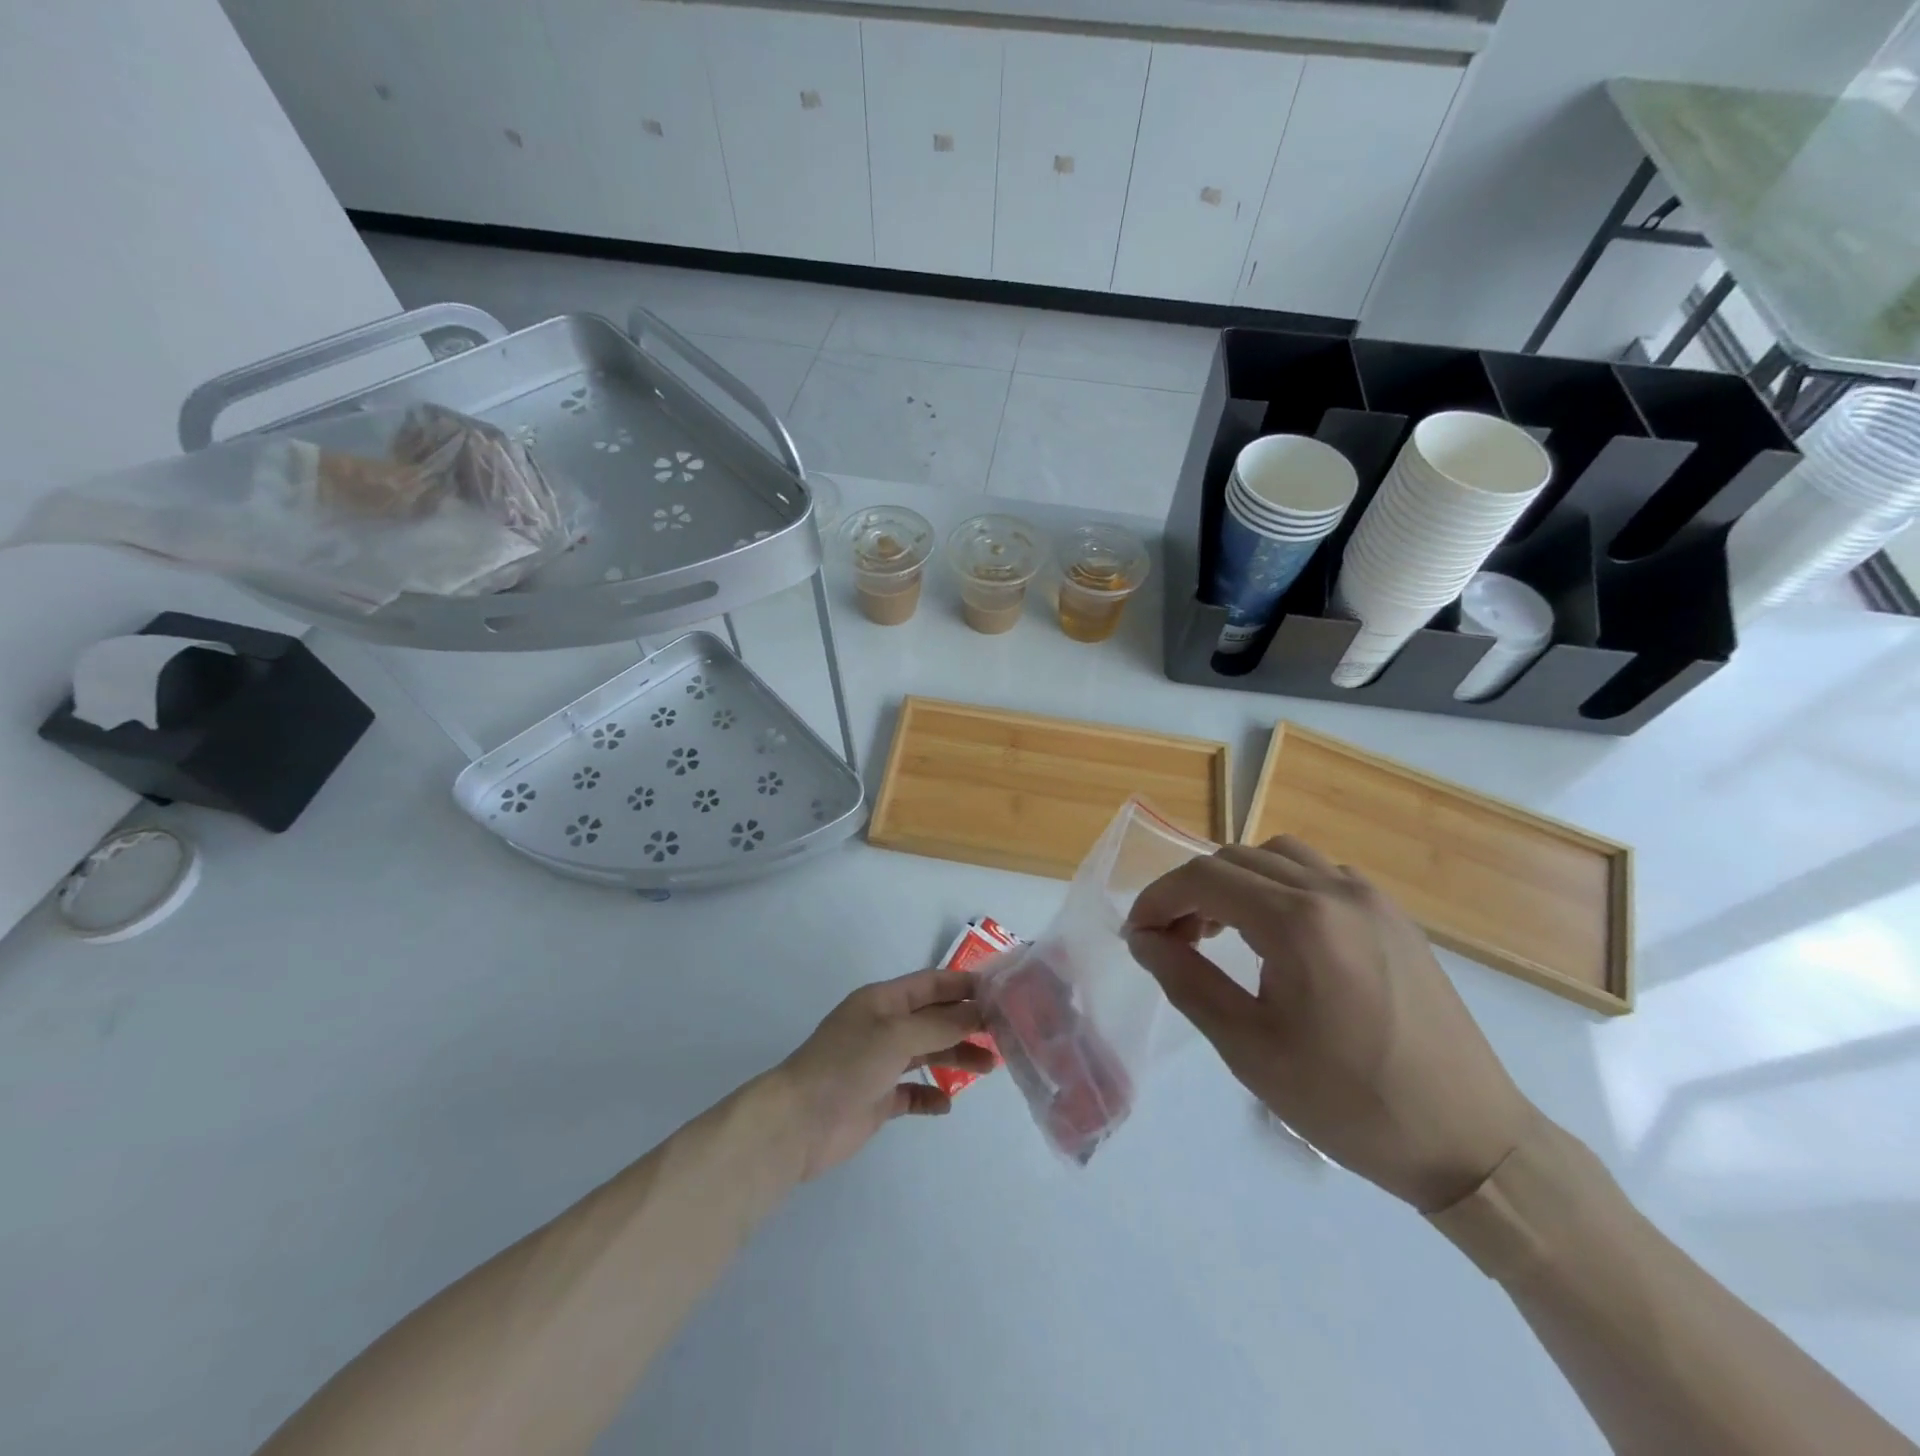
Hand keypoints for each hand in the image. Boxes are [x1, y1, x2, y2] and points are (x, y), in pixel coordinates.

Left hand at [773, 969, 995, 1181]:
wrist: (798, 1123)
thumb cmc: (847, 1065)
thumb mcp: (897, 1035)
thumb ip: (940, 1024)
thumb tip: (979, 1012)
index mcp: (883, 1001)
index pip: (931, 984)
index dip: (963, 985)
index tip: (1000, 992)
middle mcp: (883, 1027)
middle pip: (933, 1019)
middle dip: (966, 1023)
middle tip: (1003, 1034)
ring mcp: (880, 1064)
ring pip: (928, 1053)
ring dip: (956, 1057)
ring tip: (989, 1067)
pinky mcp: (878, 1099)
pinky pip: (912, 1093)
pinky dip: (931, 1096)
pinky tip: (946, 1104)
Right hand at [1124, 837, 1532, 1211]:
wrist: (1470, 1142)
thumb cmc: (1349, 1103)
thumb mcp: (1249, 1049)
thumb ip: (1186, 981)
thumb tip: (1143, 938)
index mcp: (1298, 921)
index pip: (1204, 878)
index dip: (1158, 898)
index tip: (1137, 934)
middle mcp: (1334, 890)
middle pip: (1236, 859)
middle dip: (1191, 890)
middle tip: (1172, 939)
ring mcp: (1370, 898)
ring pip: (1278, 857)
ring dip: (1236, 881)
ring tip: (1222, 930)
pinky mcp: (1393, 916)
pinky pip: (1320, 875)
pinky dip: (1280, 887)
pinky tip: (1281, 937)